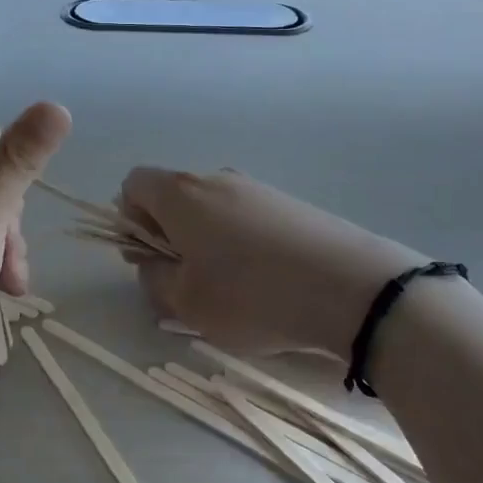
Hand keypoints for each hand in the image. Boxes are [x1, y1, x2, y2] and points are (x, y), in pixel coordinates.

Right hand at [119, 168, 427, 357]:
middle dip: (168, 236)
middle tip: (186, 282)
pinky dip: (240, 243)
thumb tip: (152, 262)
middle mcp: (216, 179)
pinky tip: (265, 281)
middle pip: (173, 197)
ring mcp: (257, 188)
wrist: (354, 288)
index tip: (149, 258)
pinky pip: (245, 218)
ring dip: (205, 243)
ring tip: (230, 289)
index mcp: (181, 194)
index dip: (129, 221)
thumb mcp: (187, 303)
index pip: (133, 184)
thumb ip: (154, 279)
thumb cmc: (253, 296)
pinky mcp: (290, 204)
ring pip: (211, 210)